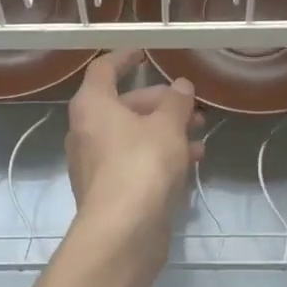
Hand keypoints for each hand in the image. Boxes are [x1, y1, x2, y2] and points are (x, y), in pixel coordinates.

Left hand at [66, 50, 204, 249]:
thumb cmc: (142, 165)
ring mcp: (94, 163)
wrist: (123, 232)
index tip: (145, 53)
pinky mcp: (108, 190)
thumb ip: (176, 102)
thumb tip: (180, 85)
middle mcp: (86, 130)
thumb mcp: (168, 126)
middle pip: (123, 104)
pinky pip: (134, 160)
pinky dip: (159, 154)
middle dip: (159, 102)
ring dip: (165, 130)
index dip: (125, 58)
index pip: (104, 69)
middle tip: (190, 105)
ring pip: (132, 135)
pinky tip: (192, 161)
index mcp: (92, 106)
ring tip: (199, 133)